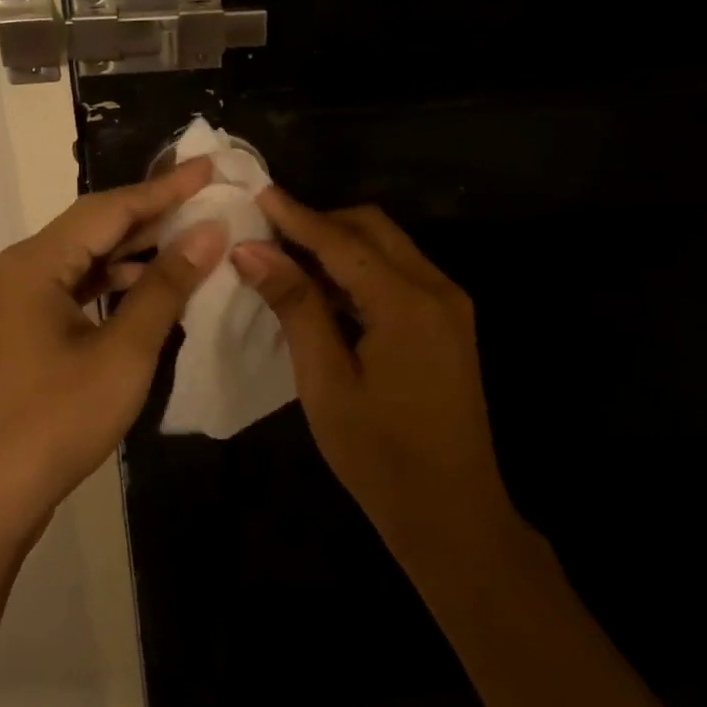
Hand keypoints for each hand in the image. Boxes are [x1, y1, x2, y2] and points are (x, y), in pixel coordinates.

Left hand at [0, 159, 228, 538]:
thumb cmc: (54, 422)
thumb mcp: (123, 353)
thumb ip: (166, 287)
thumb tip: (208, 232)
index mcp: (37, 263)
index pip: (111, 208)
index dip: (165, 188)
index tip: (209, 167)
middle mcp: (21, 270)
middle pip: (95, 227)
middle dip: (152, 215)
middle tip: (207, 201)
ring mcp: (17, 302)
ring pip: (85, 259)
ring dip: (136, 251)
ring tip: (190, 244)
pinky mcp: (22, 331)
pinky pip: (75, 289)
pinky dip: (114, 284)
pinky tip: (149, 293)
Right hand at [231, 191, 506, 553]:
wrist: (453, 514)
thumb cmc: (379, 456)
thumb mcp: (325, 381)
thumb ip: (294, 306)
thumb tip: (252, 251)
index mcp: (407, 303)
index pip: (341, 241)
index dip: (295, 216)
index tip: (256, 191)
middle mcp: (437, 289)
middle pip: (372, 229)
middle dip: (320, 222)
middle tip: (268, 233)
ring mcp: (450, 305)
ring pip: (388, 248)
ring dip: (340, 245)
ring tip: (286, 258)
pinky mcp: (449, 323)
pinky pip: (400, 275)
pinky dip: (361, 271)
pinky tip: (325, 291)